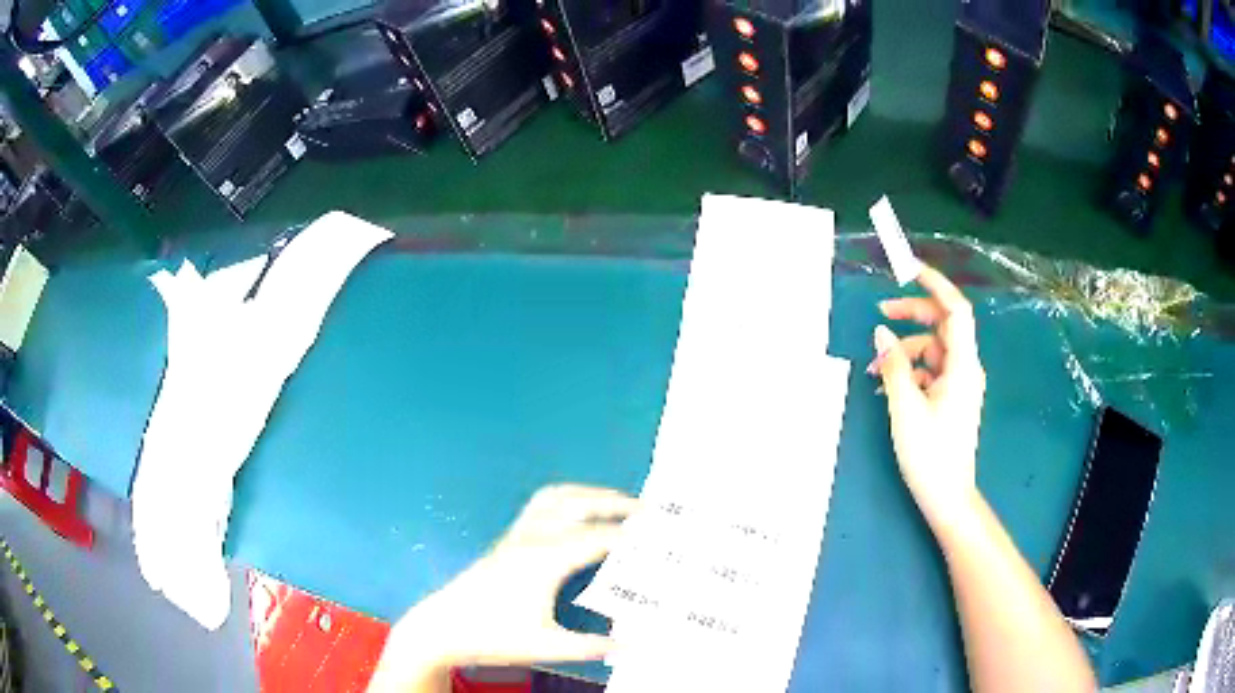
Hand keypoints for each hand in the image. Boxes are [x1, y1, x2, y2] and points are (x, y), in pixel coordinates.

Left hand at [369, 485, 635, 690]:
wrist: (443, 628)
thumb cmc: (493, 636)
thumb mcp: (547, 645)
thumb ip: (594, 646)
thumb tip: (635, 644)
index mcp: (544, 559)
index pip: (599, 538)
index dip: (634, 535)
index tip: (664, 535)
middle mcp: (532, 537)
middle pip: (579, 504)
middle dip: (616, 503)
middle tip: (650, 511)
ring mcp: (517, 535)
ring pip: (557, 497)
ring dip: (590, 495)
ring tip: (618, 504)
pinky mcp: (507, 539)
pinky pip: (542, 505)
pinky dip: (569, 500)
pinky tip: (578, 516)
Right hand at [869, 266, 986, 533]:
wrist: (947, 497)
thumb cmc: (930, 454)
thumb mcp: (906, 408)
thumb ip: (894, 366)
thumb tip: (881, 332)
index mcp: (962, 365)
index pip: (955, 310)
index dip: (934, 284)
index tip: (907, 269)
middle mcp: (964, 368)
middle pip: (942, 325)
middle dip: (912, 315)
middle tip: (880, 314)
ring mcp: (958, 384)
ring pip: (932, 349)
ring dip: (904, 351)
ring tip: (874, 370)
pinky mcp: (951, 398)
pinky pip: (930, 371)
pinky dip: (909, 371)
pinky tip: (886, 387)